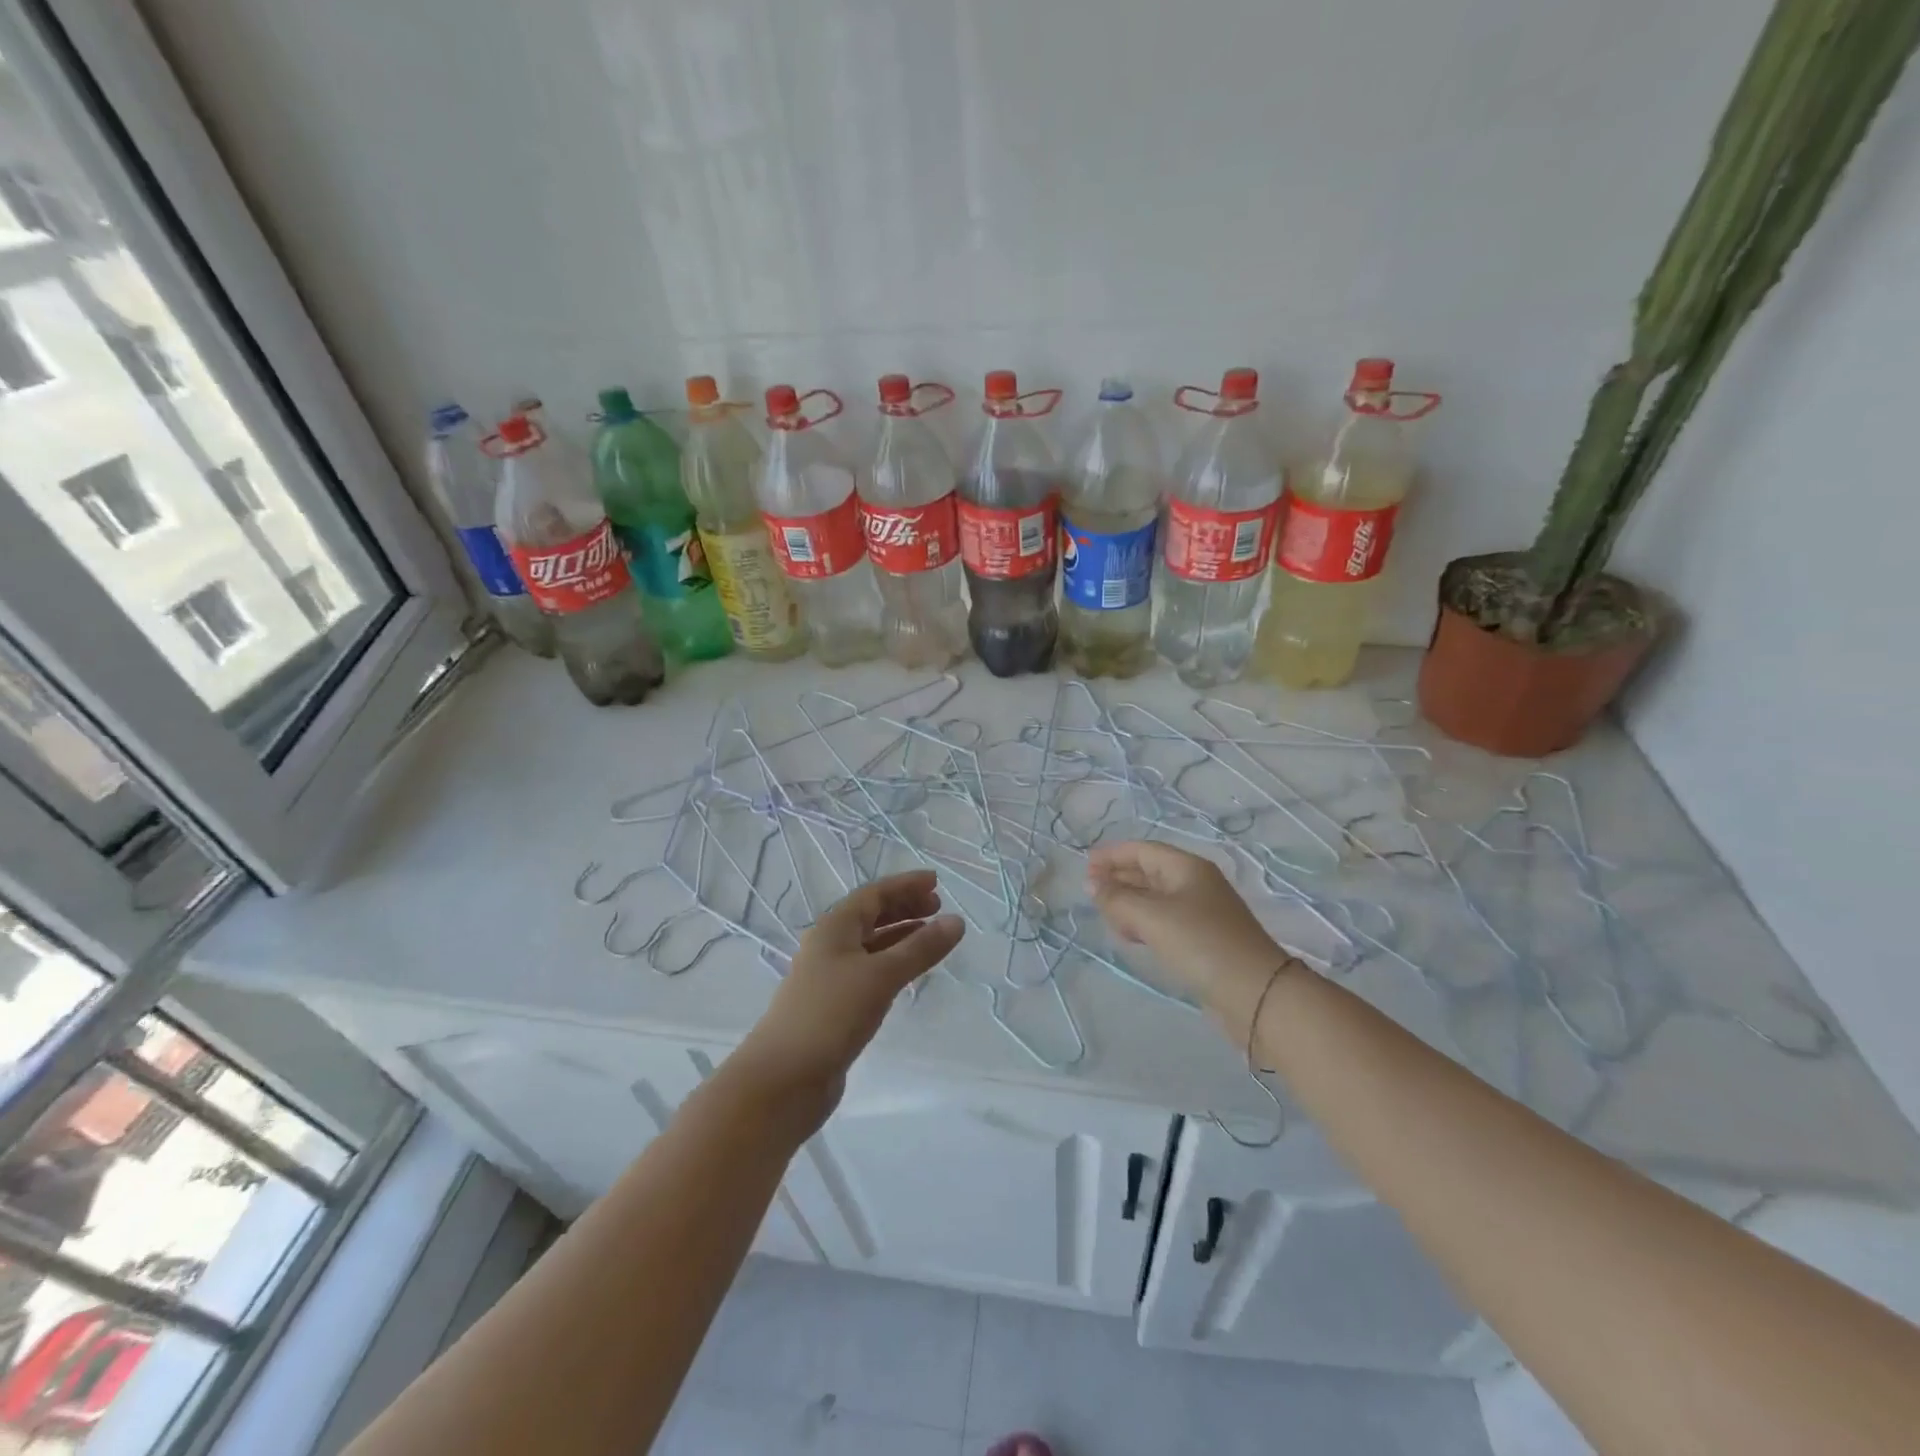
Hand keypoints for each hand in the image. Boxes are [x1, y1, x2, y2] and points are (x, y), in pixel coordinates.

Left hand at [733, 871, 962, 1125]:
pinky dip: (892, 963)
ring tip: (931, 937)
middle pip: (870, 916)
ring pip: (871, 945)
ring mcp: (829, 977)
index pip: (874, 894)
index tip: (936, 882)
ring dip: (900, 935)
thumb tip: (957, 921)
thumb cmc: (831, 1014)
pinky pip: (869, 971)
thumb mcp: (881, 975)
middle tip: (938, 907)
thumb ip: (921, 948)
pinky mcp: (834, 1006)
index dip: (905, 885)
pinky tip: (908, 973)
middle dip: (904, 907)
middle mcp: (829, 945)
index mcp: (834, 927)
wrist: (784, 1079)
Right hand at [1088, 841, 1286, 1014]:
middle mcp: (1196, 884)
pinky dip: (1144, 923)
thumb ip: (1117, 898)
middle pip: (1149, 872)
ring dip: (1129, 903)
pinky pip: (1165, 921)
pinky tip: (1132, 937)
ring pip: (1156, 899)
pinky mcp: (1204, 940)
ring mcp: (1202, 913)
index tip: (1085, 867)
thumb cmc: (1200, 943)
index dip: (1112, 855)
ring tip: (1106, 917)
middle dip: (1119, 878)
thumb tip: (1092, 885)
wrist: (1255, 993)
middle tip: (1090, 894)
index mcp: (1187, 868)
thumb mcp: (1151, 916)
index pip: (1143, 850)